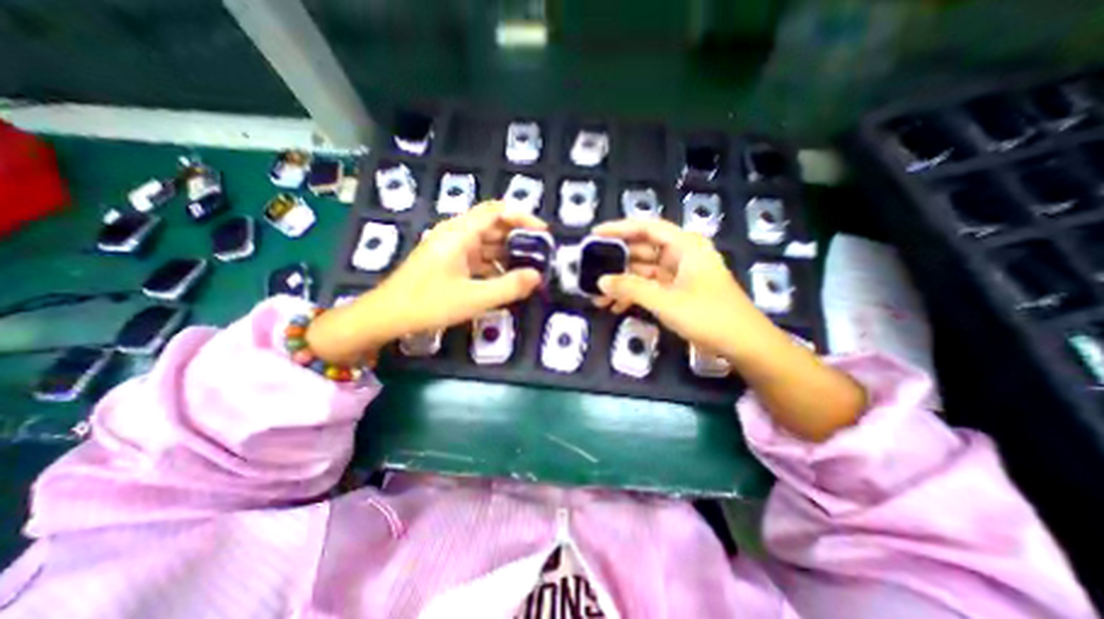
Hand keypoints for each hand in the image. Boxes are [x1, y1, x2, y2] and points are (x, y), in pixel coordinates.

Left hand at [304, 202, 545, 363]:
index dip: (522, 216)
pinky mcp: (448, 262)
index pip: (496, 211)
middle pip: (493, 226)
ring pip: (486, 243)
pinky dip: (493, 265)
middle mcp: (455, 234)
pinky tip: (505, 280)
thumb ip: (509, 286)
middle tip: (540, 254)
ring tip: (528, 268)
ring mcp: (450, 248)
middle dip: (518, 238)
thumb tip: (537, 276)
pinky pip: (477, 257)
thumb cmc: (429, 304)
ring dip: (507, 253)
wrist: (386, 316)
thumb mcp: (474, 298)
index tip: (542, 233)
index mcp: (460, 233)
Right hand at [601, 218, 867, 440]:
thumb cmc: (708, 315)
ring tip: (598, 296)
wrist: (744, 344)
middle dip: (617, 262)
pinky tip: (616, 307)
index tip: (595, 234)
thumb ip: (630, 288)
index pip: (646, 228)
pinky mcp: (679, 291)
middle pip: (642, 250)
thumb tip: (601, 281)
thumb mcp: (665, 301)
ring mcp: (680, 274)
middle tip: (591, 270)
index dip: (619, 228)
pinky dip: (634, 294)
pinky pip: (651, 286)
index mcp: (684, 245)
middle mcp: (681, 254)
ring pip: (644, 271)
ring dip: (623, 283)